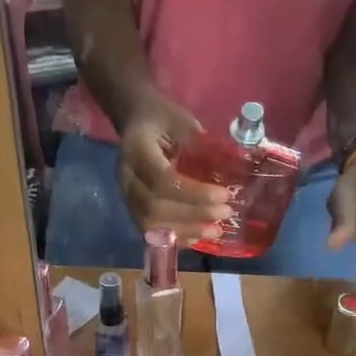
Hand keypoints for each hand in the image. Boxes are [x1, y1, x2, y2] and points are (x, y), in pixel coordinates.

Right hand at [117, 92, 231, 242]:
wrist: (135, 120)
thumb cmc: (161, 117)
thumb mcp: (181, 120)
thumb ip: (199, 145)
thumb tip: (229, 172)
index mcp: (136, 150)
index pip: (163, 180)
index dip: (194, 193)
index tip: (223, 195)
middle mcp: (126, 177)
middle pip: (155, 207)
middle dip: (193, 214)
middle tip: (225, 213)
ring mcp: (126, 196)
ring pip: (151, 224)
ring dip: (186, 231)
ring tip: (216, 231)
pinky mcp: (132, 209)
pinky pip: (151, 232)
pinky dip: (177, 237)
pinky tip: (198, 237)